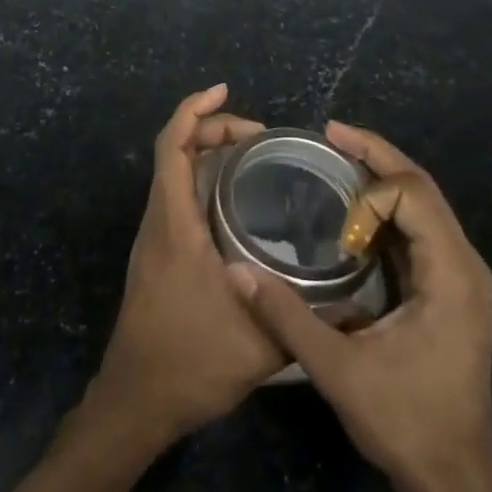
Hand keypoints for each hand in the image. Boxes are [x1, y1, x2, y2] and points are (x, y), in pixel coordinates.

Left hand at [88, 86, 282, 443]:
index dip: (193, 111)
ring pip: (172, 174)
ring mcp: (155, 239)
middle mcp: (159, 222)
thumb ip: (306, 320)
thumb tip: (355, 303)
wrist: (136, 402)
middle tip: (258, 134)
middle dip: (210, 129)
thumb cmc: (190, 363)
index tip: (222, 90)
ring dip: (204, 154)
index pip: (171, 147)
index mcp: (174, 225)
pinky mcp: (158, 256)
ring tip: (251, 156)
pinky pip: (175, 197)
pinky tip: (234, 202)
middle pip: (173, 152)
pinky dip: (200, 180)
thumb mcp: (260, 344)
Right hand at [229, 122, 491, 491]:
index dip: (370, 188)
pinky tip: (353, 212)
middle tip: (329, 134)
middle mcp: (464, 265)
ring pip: (424, 206)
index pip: (414, 194)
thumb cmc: (406, 424)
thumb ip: (287, 317)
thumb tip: (236, 272)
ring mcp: (461, 279)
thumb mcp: (338, 371)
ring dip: (382, 180)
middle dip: (376, 156)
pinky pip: (420, 231)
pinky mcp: (449, 292)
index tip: (331, 196)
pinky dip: (387, 210)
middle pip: (422, 188)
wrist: (457, 484)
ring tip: (336, 160)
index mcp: (451, 274)